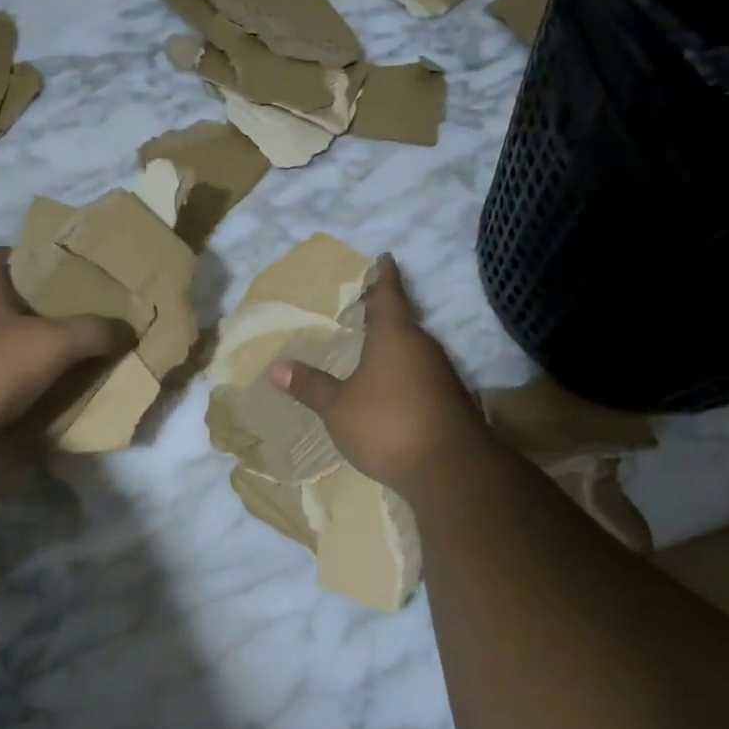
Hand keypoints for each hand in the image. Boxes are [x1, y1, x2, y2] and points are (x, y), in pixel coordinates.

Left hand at [0, 248, 121, 445]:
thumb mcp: (53, 343)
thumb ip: (94, 331)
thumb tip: (128, 328)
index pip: (7, 253)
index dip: (38, 259)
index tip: (70, 275)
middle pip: (6, 297)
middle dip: (39, 308)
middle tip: (79, 319)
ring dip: (26, 346)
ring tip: (65, 357)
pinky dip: (11, 377)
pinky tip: (37, 390)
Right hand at [270, 256, 494, 495]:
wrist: (451, 470)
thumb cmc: (387, 424)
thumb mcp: (338, 407)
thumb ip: (310, 386)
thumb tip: (277, 367)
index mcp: (395, 335)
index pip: (389, 294)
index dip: (384, 276)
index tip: (384, 258)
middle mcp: (423, 347)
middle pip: (403, 321)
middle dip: (385, 313)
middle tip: (363, 307)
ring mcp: (442, 374)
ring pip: (414, 350)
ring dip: (395, 347)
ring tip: (371, 348)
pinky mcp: (451, 401)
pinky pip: (422, 376)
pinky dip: (405, 374)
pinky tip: (390, 389)